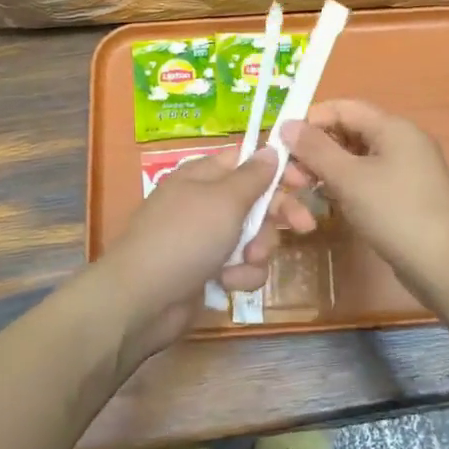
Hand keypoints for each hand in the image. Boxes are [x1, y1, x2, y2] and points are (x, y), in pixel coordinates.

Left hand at [96, 147, 286, 359]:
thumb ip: (253, 176)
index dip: (278, 170)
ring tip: (243, 263)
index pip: (247, 161)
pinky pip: (240, 266)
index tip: (306, 182)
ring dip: (256, 252)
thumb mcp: (224, 200)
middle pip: (256, 201)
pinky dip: (239, 275)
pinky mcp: (207, 271)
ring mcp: (205, 238)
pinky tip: (227, 283)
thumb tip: (270, 149)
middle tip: (304, 226)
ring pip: (253, 238)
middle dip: (277, 217)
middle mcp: (204, 203)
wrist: (143, 299)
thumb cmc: (185, 237)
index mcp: (203, 175)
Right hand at [279, 100, 448, 292]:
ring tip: (303, 193)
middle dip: (315, 150)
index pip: (343, 108)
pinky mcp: (404, 195)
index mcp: (393, 127)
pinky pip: (367, 179)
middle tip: (291, 178)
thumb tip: (287, 124)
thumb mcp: (349, 179)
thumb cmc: (395, 213)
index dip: (311, 120)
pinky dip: (344, 186)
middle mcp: (401, 142)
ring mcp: (405, 170)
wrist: (444, 265)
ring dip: (326, 170)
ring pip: (355, 158)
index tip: (281, 143)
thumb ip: (316, 149)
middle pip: (348, 132)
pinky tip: (326, 203)